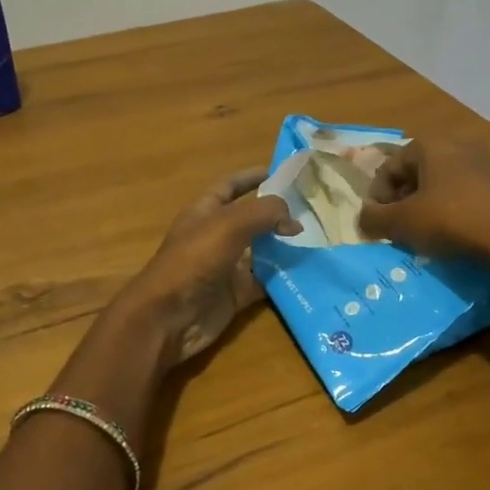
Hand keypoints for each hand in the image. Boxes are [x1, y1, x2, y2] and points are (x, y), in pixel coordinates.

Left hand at [118, 168, 298, 364]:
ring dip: (285, 246)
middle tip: (313, 209)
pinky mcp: (236, 293)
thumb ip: (264, 213)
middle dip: (278, 214)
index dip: (252, 177)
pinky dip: (284, 277)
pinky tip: (309, 270)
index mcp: (205, 211)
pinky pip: (265, 280)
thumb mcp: (229, 225)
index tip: (283, 173)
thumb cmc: (194, 260)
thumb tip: (293, 221)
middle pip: (251, 219)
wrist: (170, 316)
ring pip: (262, 251)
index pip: (230, 186)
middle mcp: (216, 236)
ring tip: (319, 238)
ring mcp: (226, 266)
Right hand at [357, 138, 489, 267]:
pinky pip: (466, 192)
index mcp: (430, 144)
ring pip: (442, 182)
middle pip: (416, 172)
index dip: (377, 197)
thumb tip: (363, 218)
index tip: (377, 223)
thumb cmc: (452, 221)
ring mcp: (486, 161)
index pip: (389, 167)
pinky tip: (454, 232)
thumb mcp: (403, 223)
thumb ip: (373, 218)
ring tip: (424, 232)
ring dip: (427, 205)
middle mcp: (458, 143)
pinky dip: (453, 208)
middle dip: (402, 200)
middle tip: (398, 227)